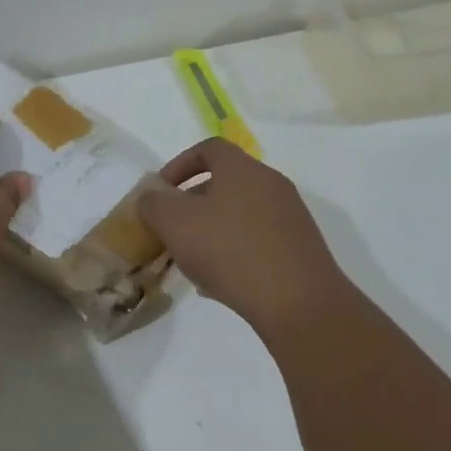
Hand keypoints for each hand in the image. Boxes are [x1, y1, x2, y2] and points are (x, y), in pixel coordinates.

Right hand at [137, 138, 351, 332]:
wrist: (298, 302)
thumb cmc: (230, 252)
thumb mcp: (176, 224)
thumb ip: (154, 204)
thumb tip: (151, 196)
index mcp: (243, 169)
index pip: (209, 148)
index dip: (179, 164)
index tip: (161, 192)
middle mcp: (271, 184)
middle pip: (225, 182)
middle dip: (192, 203)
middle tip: (172, 229)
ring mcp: (290, 217)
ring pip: (240, 213)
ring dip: (212, 229)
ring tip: (192, 260)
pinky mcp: (299, 247)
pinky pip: (257, 239)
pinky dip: (234, 250)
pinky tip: (221, 282)